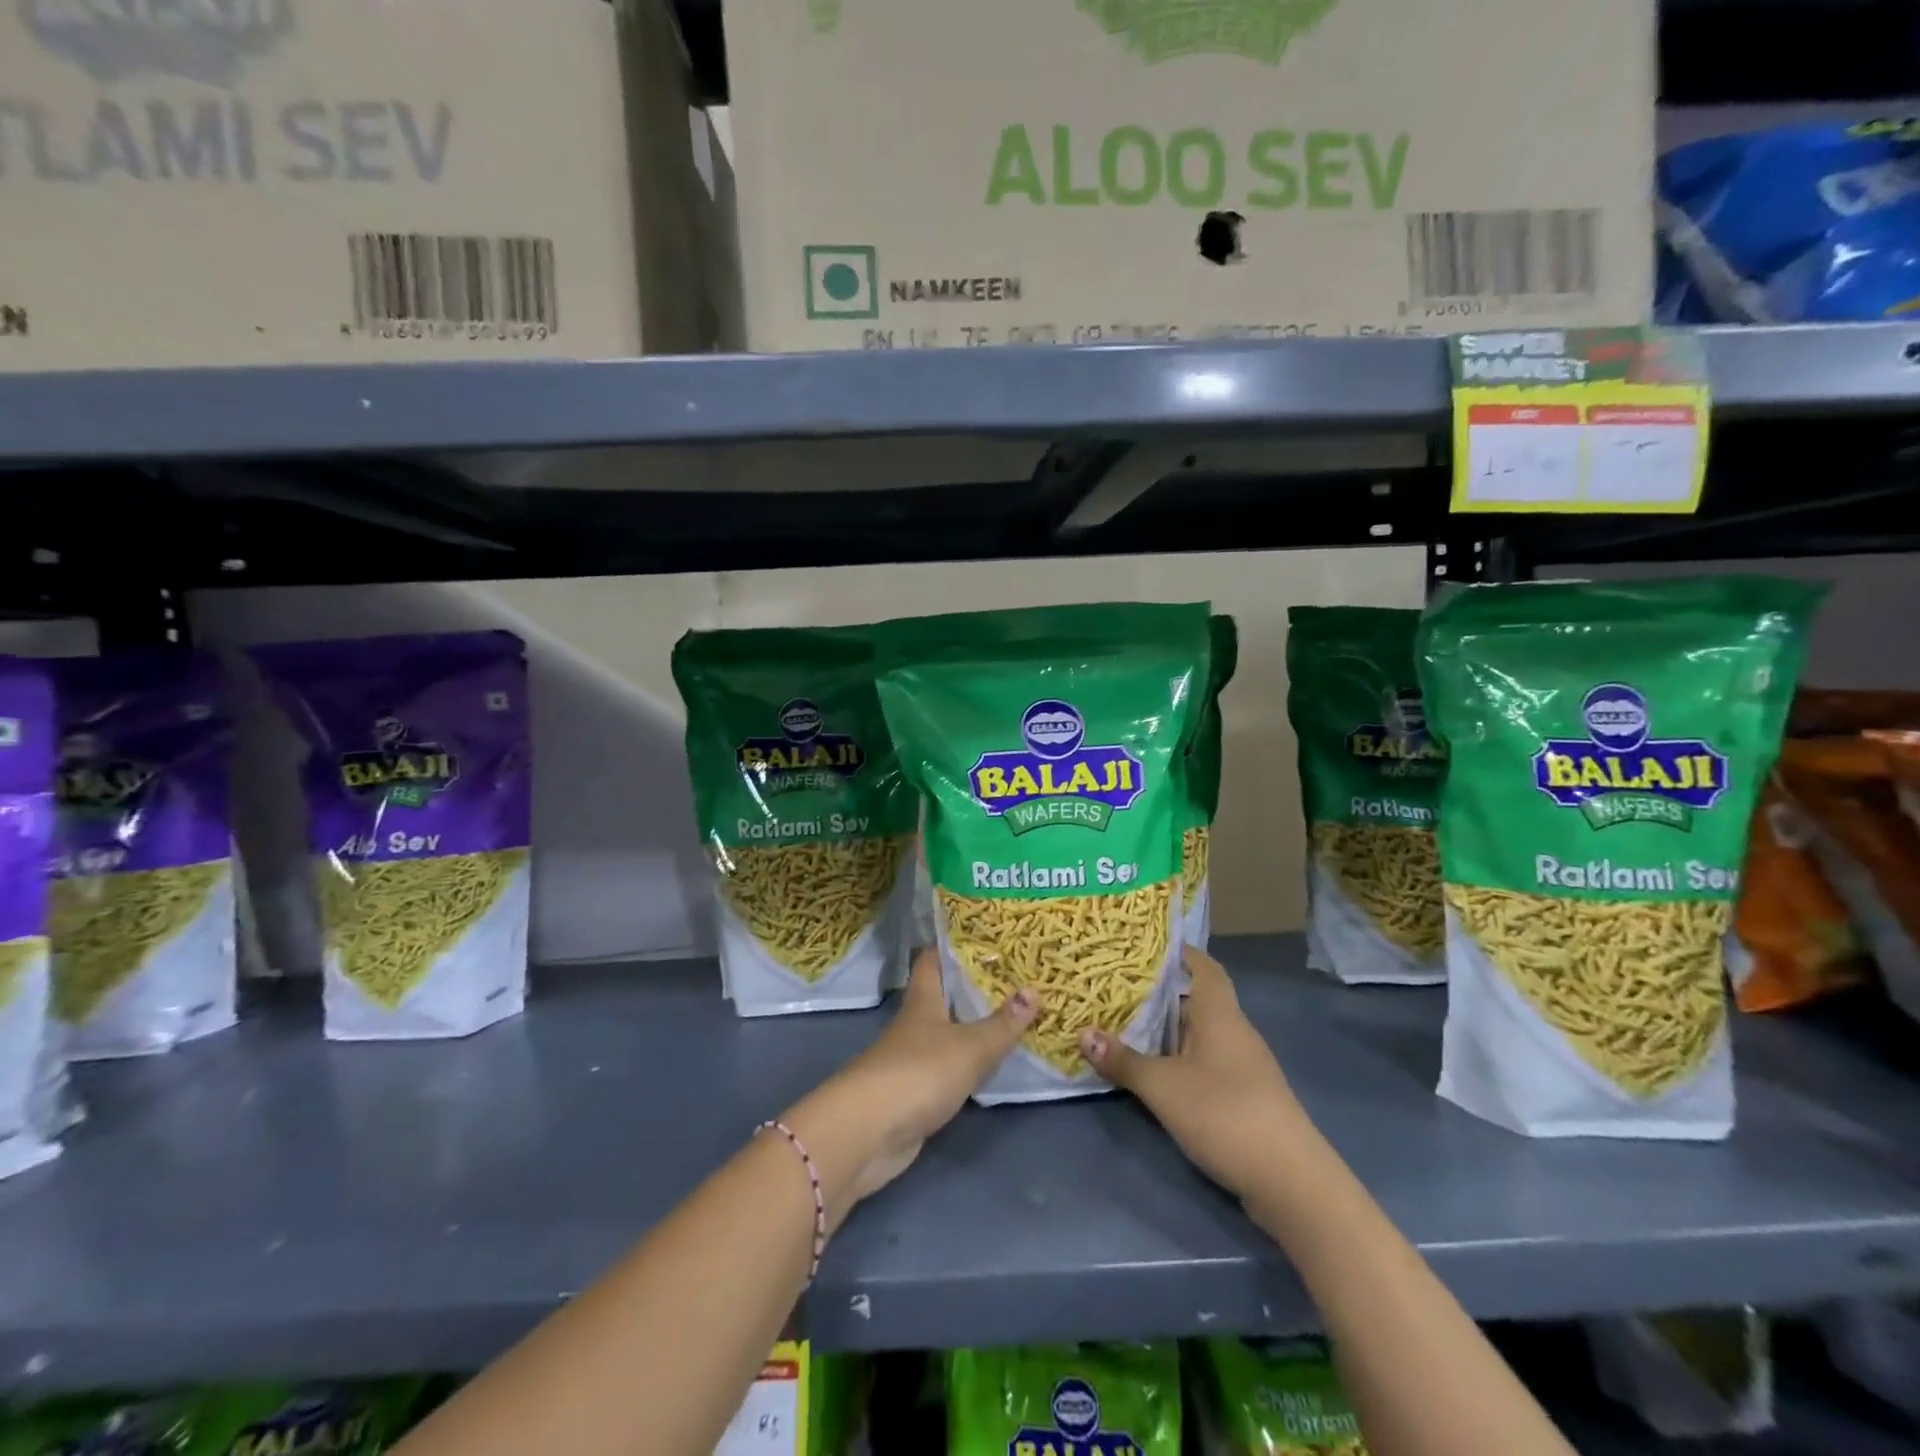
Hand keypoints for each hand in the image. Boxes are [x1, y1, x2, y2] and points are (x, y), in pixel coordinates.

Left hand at [784, 948, 1037, 1221]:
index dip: (952, 944)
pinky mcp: (915, 1093)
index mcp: (923, 1000)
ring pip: (947, 1033)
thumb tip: (1034, 990)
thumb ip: (1003, 1023)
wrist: (870, 1133)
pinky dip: (968, 1064)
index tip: (981, 933)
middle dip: (972, 986)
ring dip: (972, 1026)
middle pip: (942, 996)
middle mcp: (915, 1024)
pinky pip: (948, 1069)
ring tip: (1010, 1015)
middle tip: (1012, 975)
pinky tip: (990, 1066)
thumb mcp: (971, 1046)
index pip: (933, 960)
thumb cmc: (920, 1072)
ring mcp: (912, 1059)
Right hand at [1079, 947, 1315, 1202]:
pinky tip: (1154, 1071)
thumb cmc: (1225, 1113)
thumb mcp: (1163, 1086)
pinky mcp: (1244, 1098)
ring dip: (1167, 1030)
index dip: (1180, 952)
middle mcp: (1235, 1032)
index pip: (1205, 968)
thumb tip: (1083, 1034)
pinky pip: (1205, 1063)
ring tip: (1125, 1024)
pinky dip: (1179, 1060)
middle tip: (1116, 985)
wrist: (1291, 1182)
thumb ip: (1124, 1060)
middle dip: (1160, 994)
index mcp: (1220, 1014)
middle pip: (1197, 1001)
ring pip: (1199, 1034)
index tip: (1146, 945)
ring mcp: (1243, 1067)